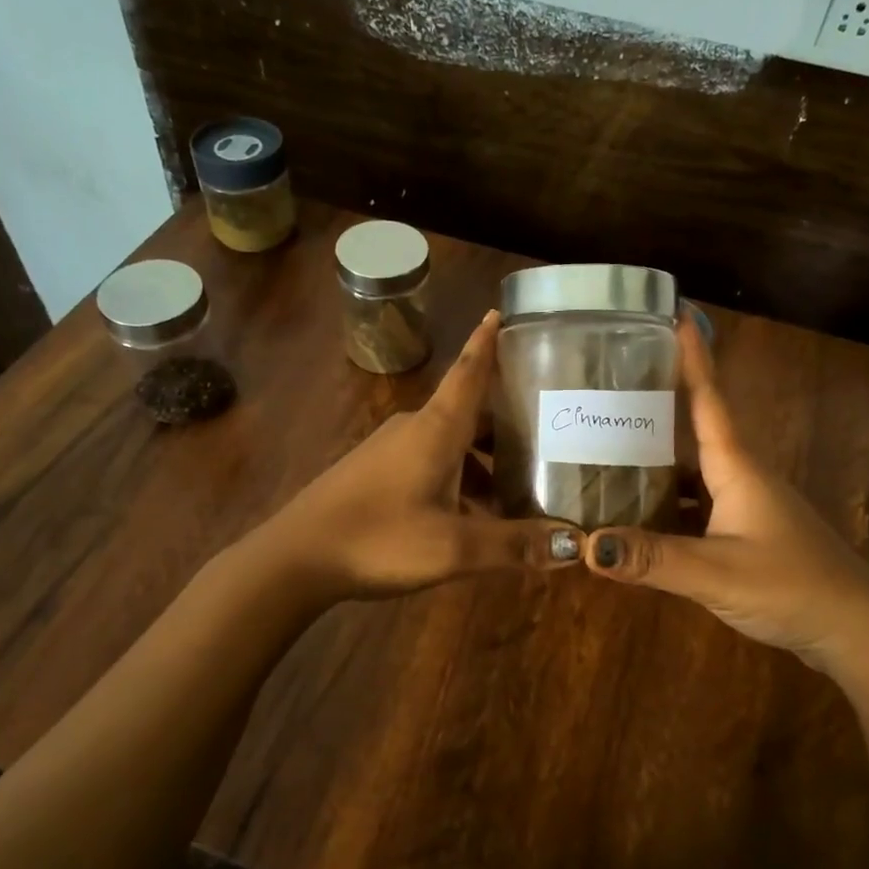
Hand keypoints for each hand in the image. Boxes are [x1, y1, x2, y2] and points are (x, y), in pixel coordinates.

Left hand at [256, 311, 580, 600]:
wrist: (295, 558)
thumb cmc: (379, 538)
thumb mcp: (454, 547)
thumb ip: (514, 544)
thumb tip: (573, 544)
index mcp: (436, 428)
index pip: (470, 372)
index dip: (488, 342)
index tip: (503, 311)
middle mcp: (415, 428)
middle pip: (470, 413)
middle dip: (508, 423)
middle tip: (549, 435)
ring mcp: (390, 450)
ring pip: (451, 443)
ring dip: (484, 461)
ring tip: (519, 490)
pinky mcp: (375, 473)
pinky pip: (430, 463)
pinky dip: (459, 478)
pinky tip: (472, 516)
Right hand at [582, 314, 868, 671]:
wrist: (856, 630)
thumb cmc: (792, 585)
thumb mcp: (716, 572)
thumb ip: (652, 558)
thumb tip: (585, 546)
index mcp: (737, 467)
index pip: (709, 398)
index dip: (692, 356)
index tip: (673, 312)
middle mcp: (742, 476)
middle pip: (695, 429)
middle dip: (658, 404)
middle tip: (611, 386)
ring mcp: (748, 506)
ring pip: (694, 471)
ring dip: (657, 459)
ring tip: (609, 449)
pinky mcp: (748, 534)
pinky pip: (697, 505)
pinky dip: (668, 504)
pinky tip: (639, 517)